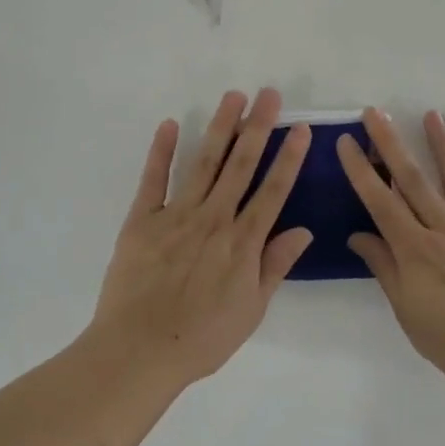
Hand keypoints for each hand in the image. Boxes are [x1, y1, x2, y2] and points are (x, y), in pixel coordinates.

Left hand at [88, 88, 313, 388]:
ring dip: (220, 127)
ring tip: (233, 97)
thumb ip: (275, 265)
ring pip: (204, 162)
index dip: (289, 157)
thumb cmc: (203, 337)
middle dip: (258, 126)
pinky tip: (169, 124)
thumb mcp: (252, 309)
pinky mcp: (142, 219)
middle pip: (241, 165)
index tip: (299, 128)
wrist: (140, 351)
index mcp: (243, 241)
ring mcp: (177, 214)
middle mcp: (214, 218)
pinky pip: (154, 179)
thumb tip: (304, 230)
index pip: (273, 190)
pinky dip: (161, 151)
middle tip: (269, 94)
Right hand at [338, 108, 444, 397]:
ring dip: (443, 147)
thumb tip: (360, 236)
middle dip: (391, 144)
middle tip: (376, 112)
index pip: (380, 202)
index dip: (361, 170)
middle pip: (414, 181)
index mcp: (416, 249)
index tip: (347, 141)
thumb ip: (385, 269)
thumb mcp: (408, 312)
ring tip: (432, 115)